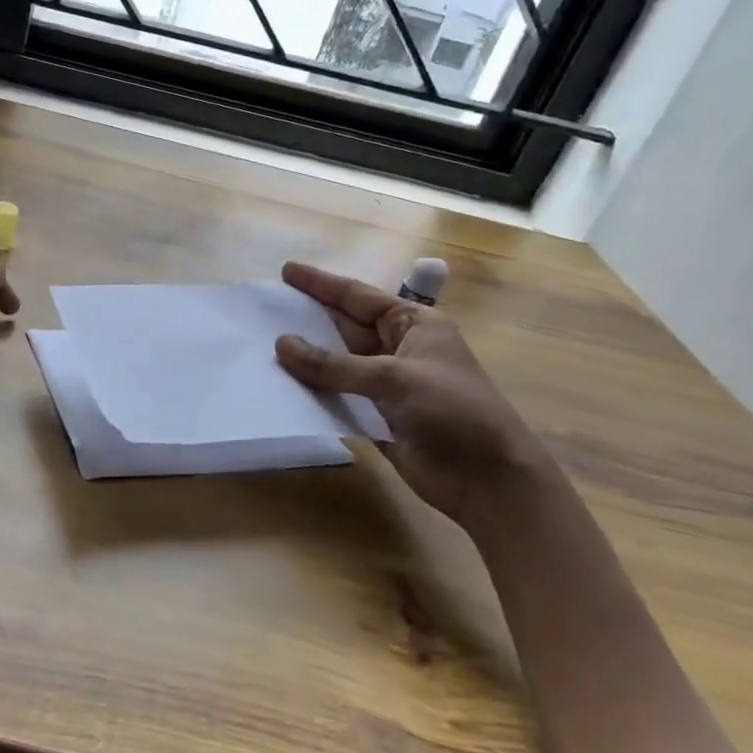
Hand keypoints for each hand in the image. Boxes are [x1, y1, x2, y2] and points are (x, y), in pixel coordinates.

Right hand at [273, 261, 554, 532]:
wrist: (490, 482)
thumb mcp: (395, 378)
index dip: (321, 284)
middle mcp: (397, 349)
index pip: (358, 296)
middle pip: (344, 327)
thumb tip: (281, 344)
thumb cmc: (454, 412)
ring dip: (305, 357)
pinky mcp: (376, 417)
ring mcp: (386, 385)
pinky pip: (337, 396)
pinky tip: (281, 386)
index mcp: (413, 324)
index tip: (285, 271)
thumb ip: (335, 365)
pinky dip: (312, 391)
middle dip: (308, 317)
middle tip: (265, 308)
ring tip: (262, 344)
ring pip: (336, 363)